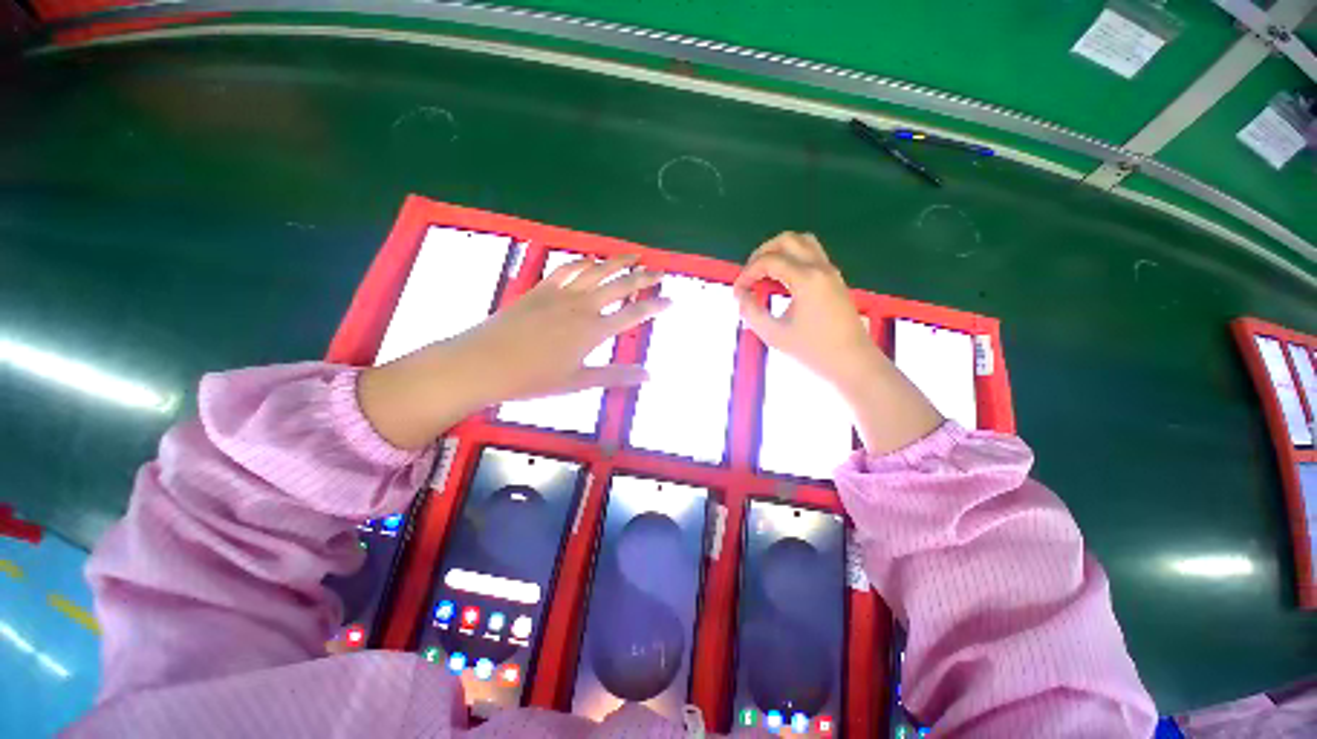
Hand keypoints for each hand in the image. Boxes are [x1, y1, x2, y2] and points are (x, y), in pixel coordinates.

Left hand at [360, 255, 668, 448]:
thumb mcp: (578, 382)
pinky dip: (583, 262)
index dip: (655, 306)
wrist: (483, 363)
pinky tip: (591, 258)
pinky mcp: (541, 289)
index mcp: (593, 330)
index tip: (672, 300)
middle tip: (660, 271)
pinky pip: (567, 269)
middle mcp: (582, 306)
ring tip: (634, 255)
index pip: (634, 314)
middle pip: (619, 286)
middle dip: (643, 277)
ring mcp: (561, 294)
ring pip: (596, 271)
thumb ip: (616, 375)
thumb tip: (649, 375)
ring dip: (617, 262)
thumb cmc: (533, 378)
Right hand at [733, 232, 882, 394]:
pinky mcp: (835, 280)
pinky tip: (782, 281)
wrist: (852, 363)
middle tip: (749, 275)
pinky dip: (792, 258)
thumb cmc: (813, 351)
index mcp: (807, 279)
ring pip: (803, 242)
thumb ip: (751, 312)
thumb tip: (740, 295)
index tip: (738, 292)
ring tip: (764, 273)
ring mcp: (831, 271)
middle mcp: (821, 267)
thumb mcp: (774, 334)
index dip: (747, 273)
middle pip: (787, 240)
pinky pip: (811, 255)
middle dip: (762, 253)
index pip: (769, 261)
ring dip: (779, 251)